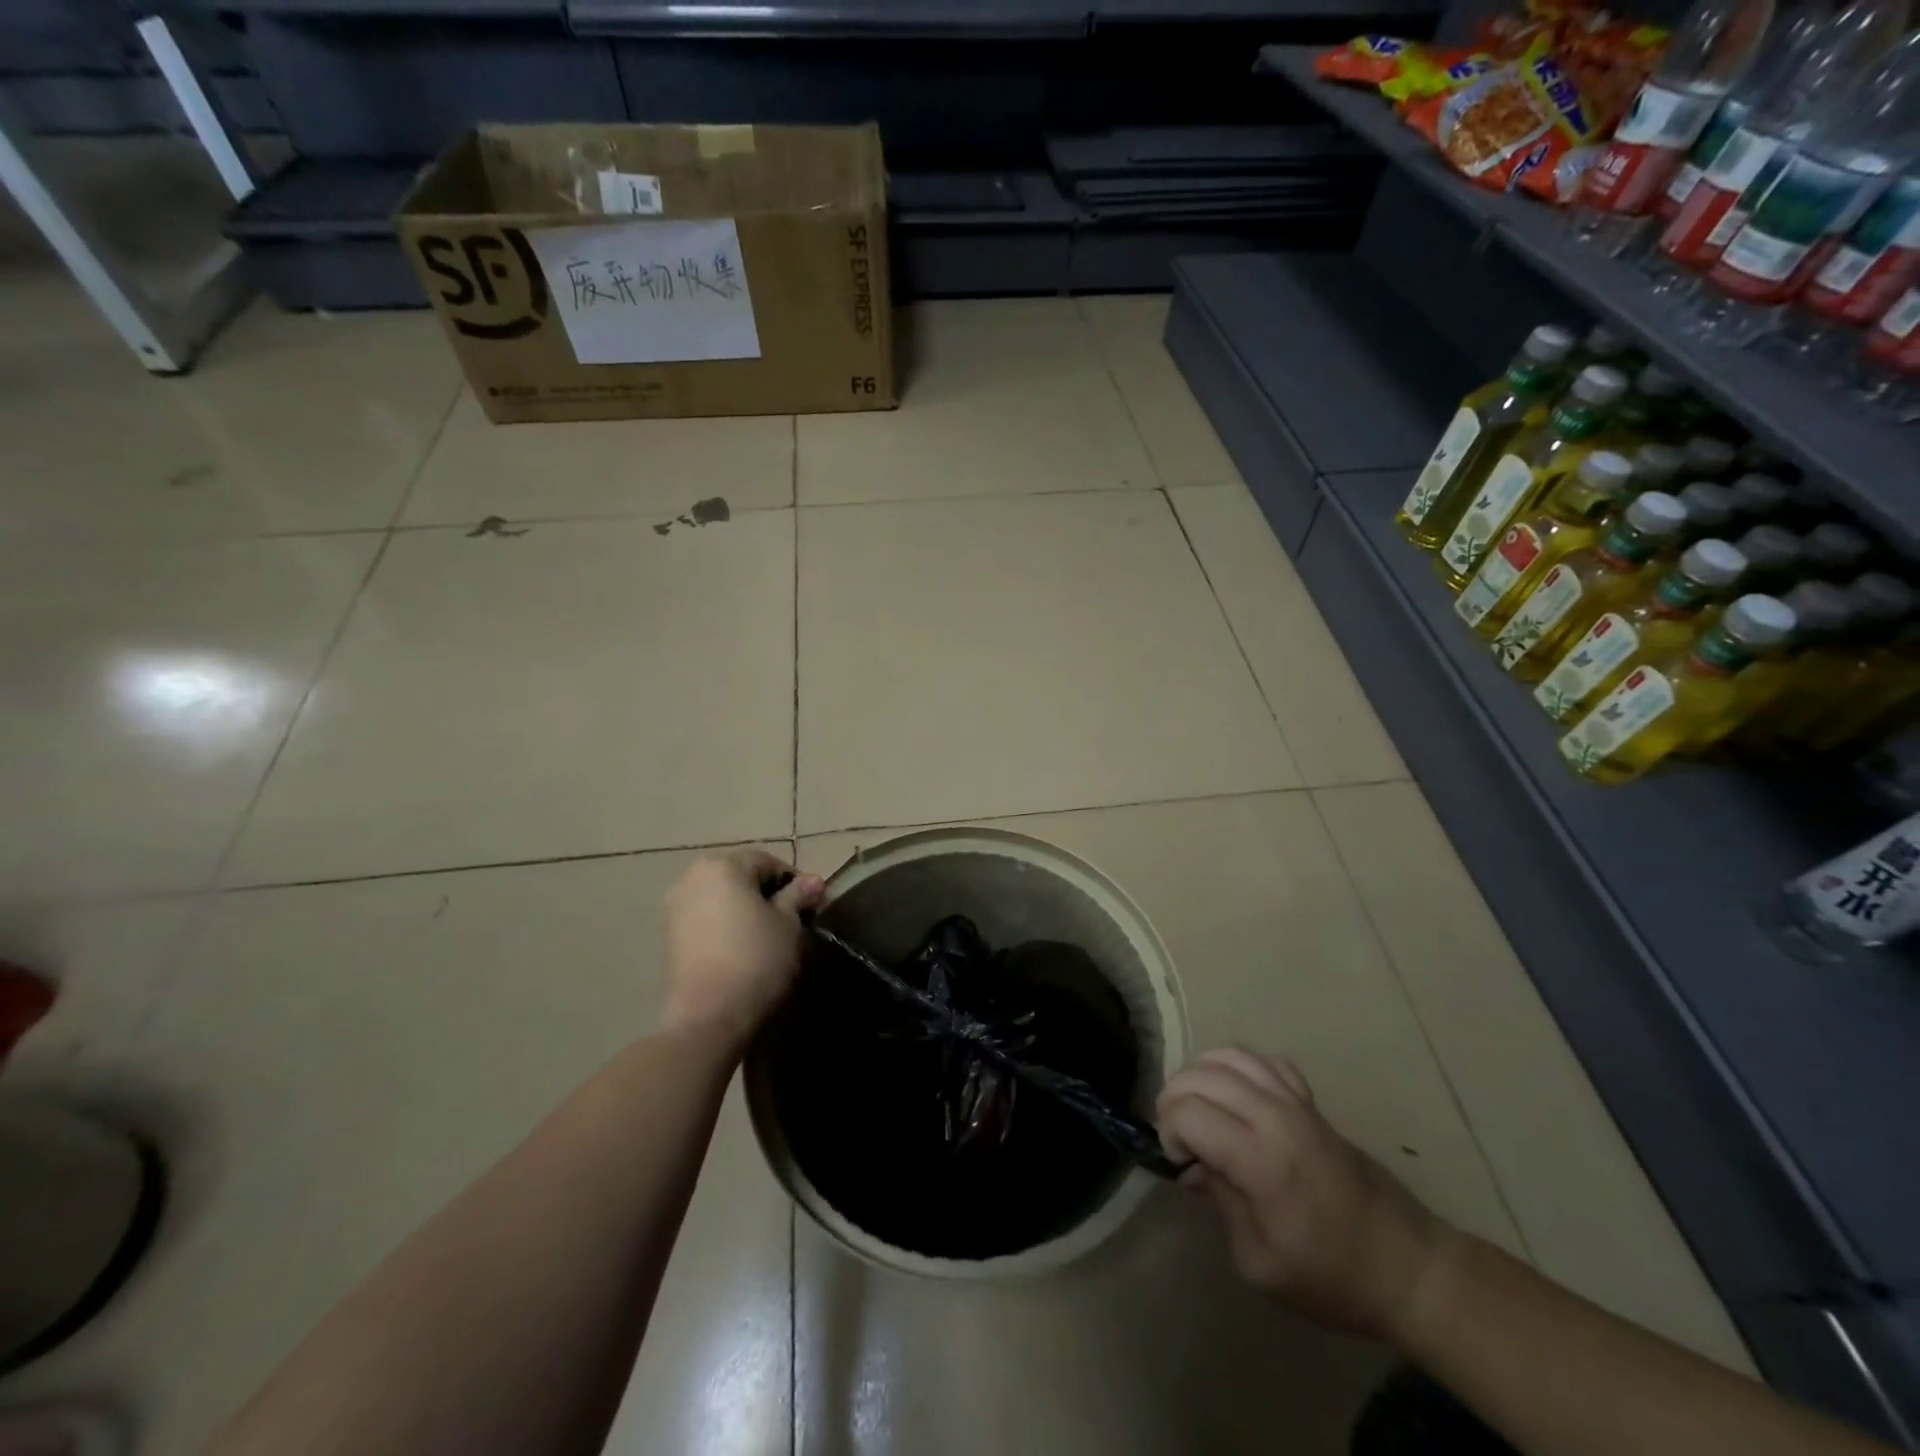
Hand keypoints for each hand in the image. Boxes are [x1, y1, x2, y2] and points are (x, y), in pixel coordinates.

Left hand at [662, 850, 825, 1047]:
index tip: (810, 906)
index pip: (767, 862)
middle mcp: (692, 877)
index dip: (794, 882)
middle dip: (768, 893)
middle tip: (793, 920)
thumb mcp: (788, 923)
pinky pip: (707, 917)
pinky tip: (743, 948)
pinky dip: (727, 924)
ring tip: (769, 936)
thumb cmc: (756, 957)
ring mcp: (676, 906)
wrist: (709, 1014)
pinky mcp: (670, 935)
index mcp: (722, 865)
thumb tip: (814, 881)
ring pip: (722, 896)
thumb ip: (798, 895)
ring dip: (746, 908)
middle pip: (741, 875)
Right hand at [1157, 1048, 1453, 1342]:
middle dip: (1174, 1099)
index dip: (1169, 1133)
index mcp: (1261, 1161)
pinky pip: (1262, 1060)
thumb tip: (1194, 1166)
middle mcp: (1275, 1117)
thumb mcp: (1260, 1265)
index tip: (1178, 1163)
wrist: (1408, 1267)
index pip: (1188, 1113)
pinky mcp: (1310, 1100)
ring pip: (1228, 1056)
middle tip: (1179, 1137)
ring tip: (1196, 1108)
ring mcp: (1296, 1102)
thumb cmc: (1331, 1278)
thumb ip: (1219, 1203)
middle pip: (1201, 1076)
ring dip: (1198, 1075)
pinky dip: (1235, 1066)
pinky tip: (1233, 1094)